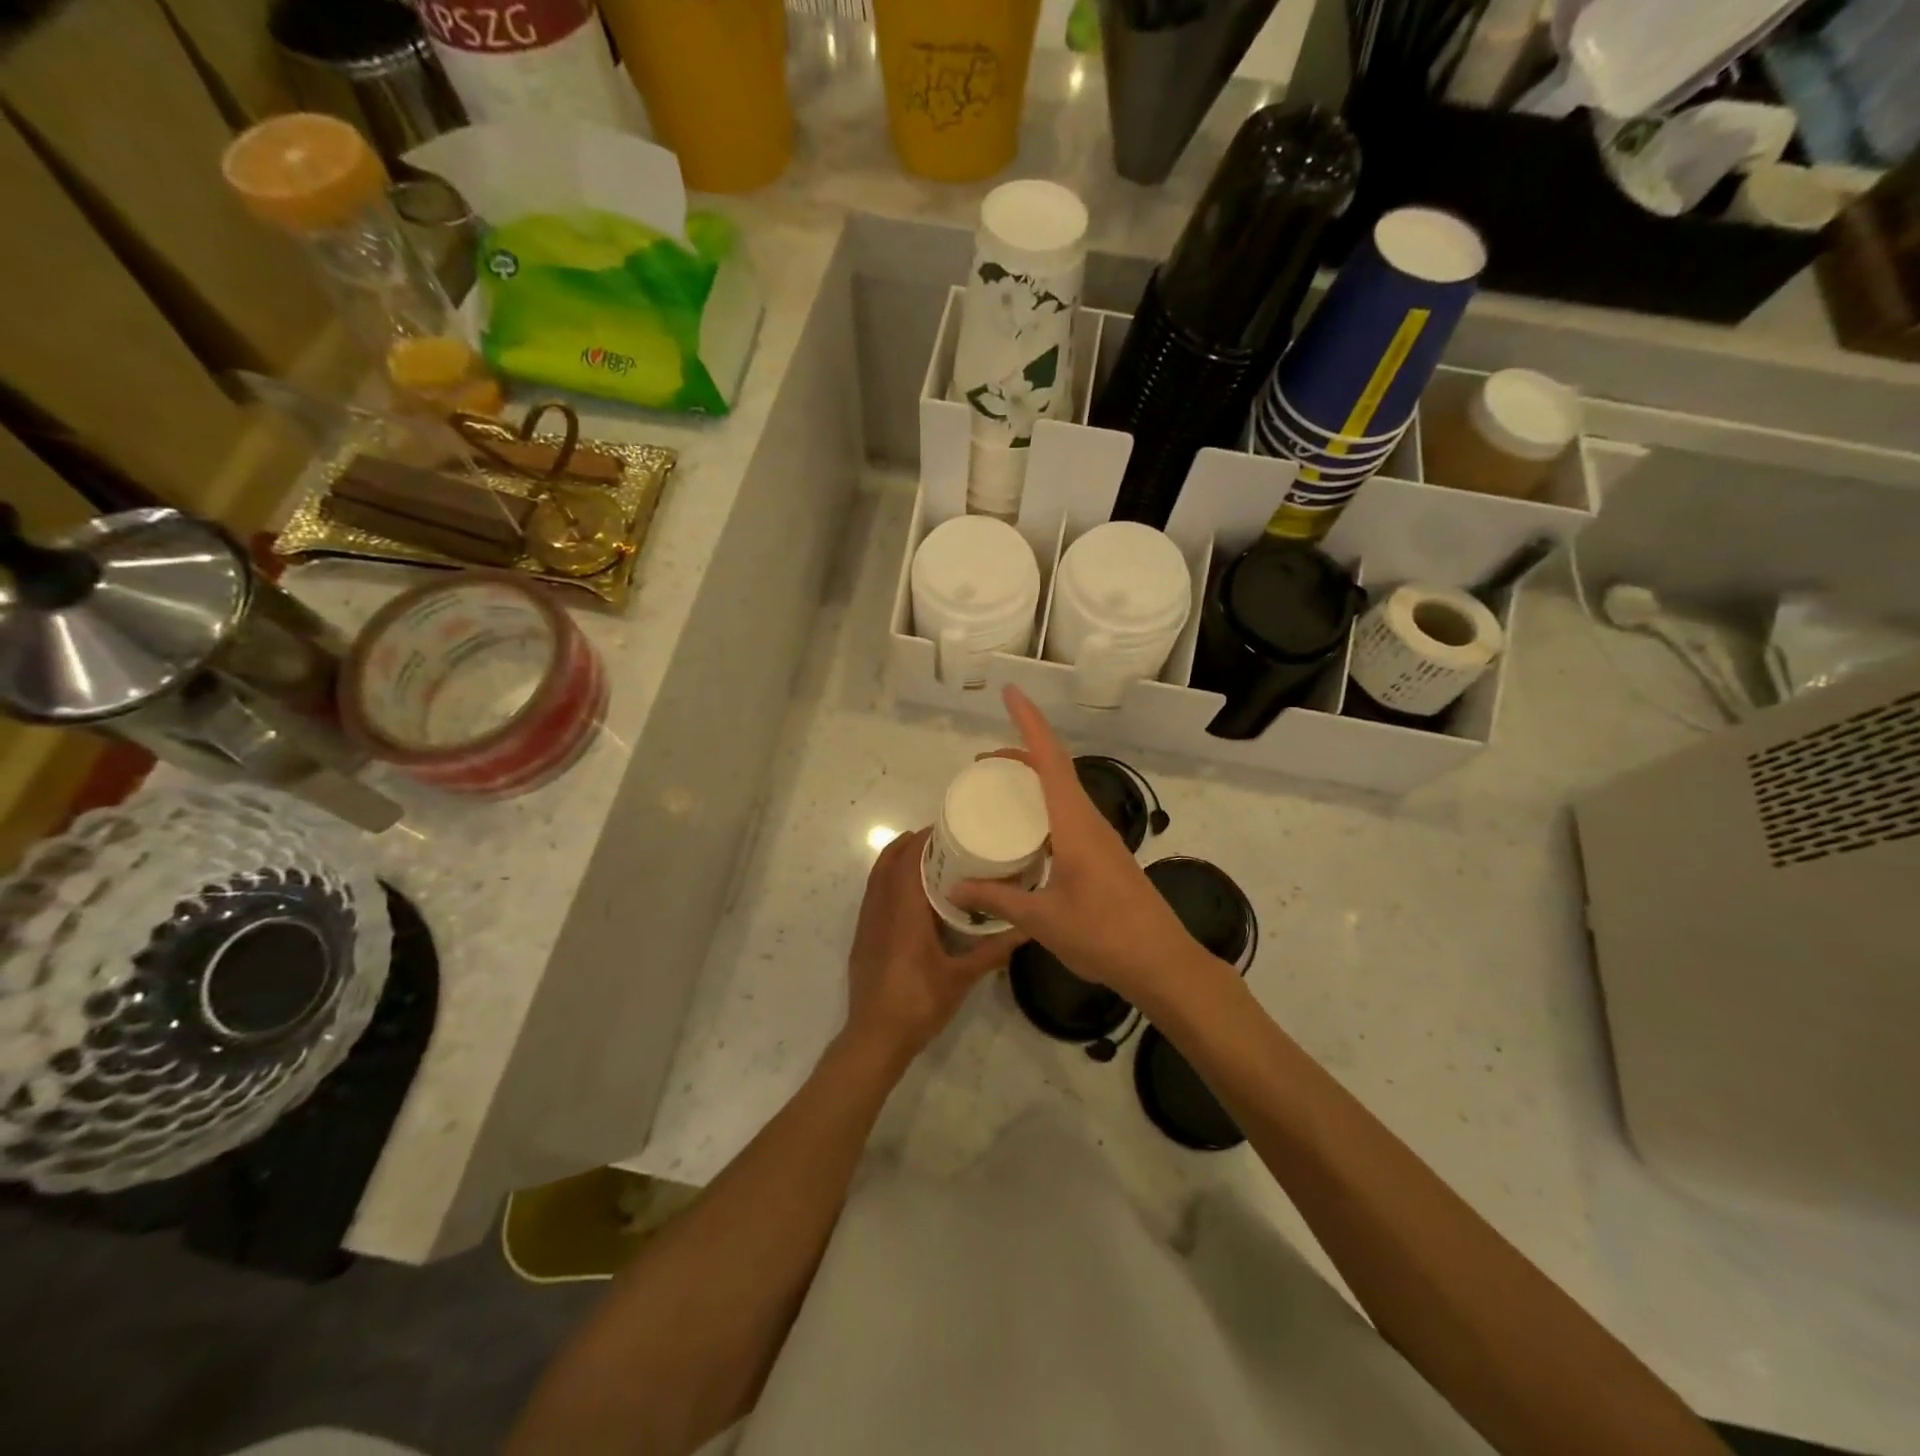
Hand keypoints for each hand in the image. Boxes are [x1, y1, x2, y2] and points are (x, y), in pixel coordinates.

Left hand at [843, 827, 1022, 1070]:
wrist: (875, 1038)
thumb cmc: (919, 1004)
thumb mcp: (961, 979)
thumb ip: (992, 951)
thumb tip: (1026, 929)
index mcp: (905, 914)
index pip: (908, 862)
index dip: (922, 841)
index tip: (945, 828)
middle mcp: (881, 910)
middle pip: (888, 863)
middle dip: (909, 845)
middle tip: (940, 840)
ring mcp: (867, 924)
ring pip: (876, 878)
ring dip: (895, 861)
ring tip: (925, 859)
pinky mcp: (862, 938)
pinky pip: (872, 896)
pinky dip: (887, 881)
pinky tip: (909, 896)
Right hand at [949, 687, 1204, 1008]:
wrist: (1162, 963)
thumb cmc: (1103, 935)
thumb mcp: (1042, 919)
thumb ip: (997, 898)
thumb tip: (954, 886)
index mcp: (1075, 824)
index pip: (1050, 759)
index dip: (1029, 722)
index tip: (1010, 692)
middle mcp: (1089, 821)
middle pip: (1056, 769)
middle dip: (1021, 753)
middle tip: (982, 763)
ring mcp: (1100, 838)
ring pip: (1064, 792)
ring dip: (1034, 780)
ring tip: (998, 791)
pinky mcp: (1104, 856)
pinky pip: (1068, 815)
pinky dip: (1044, 808)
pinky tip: (1027, 833)